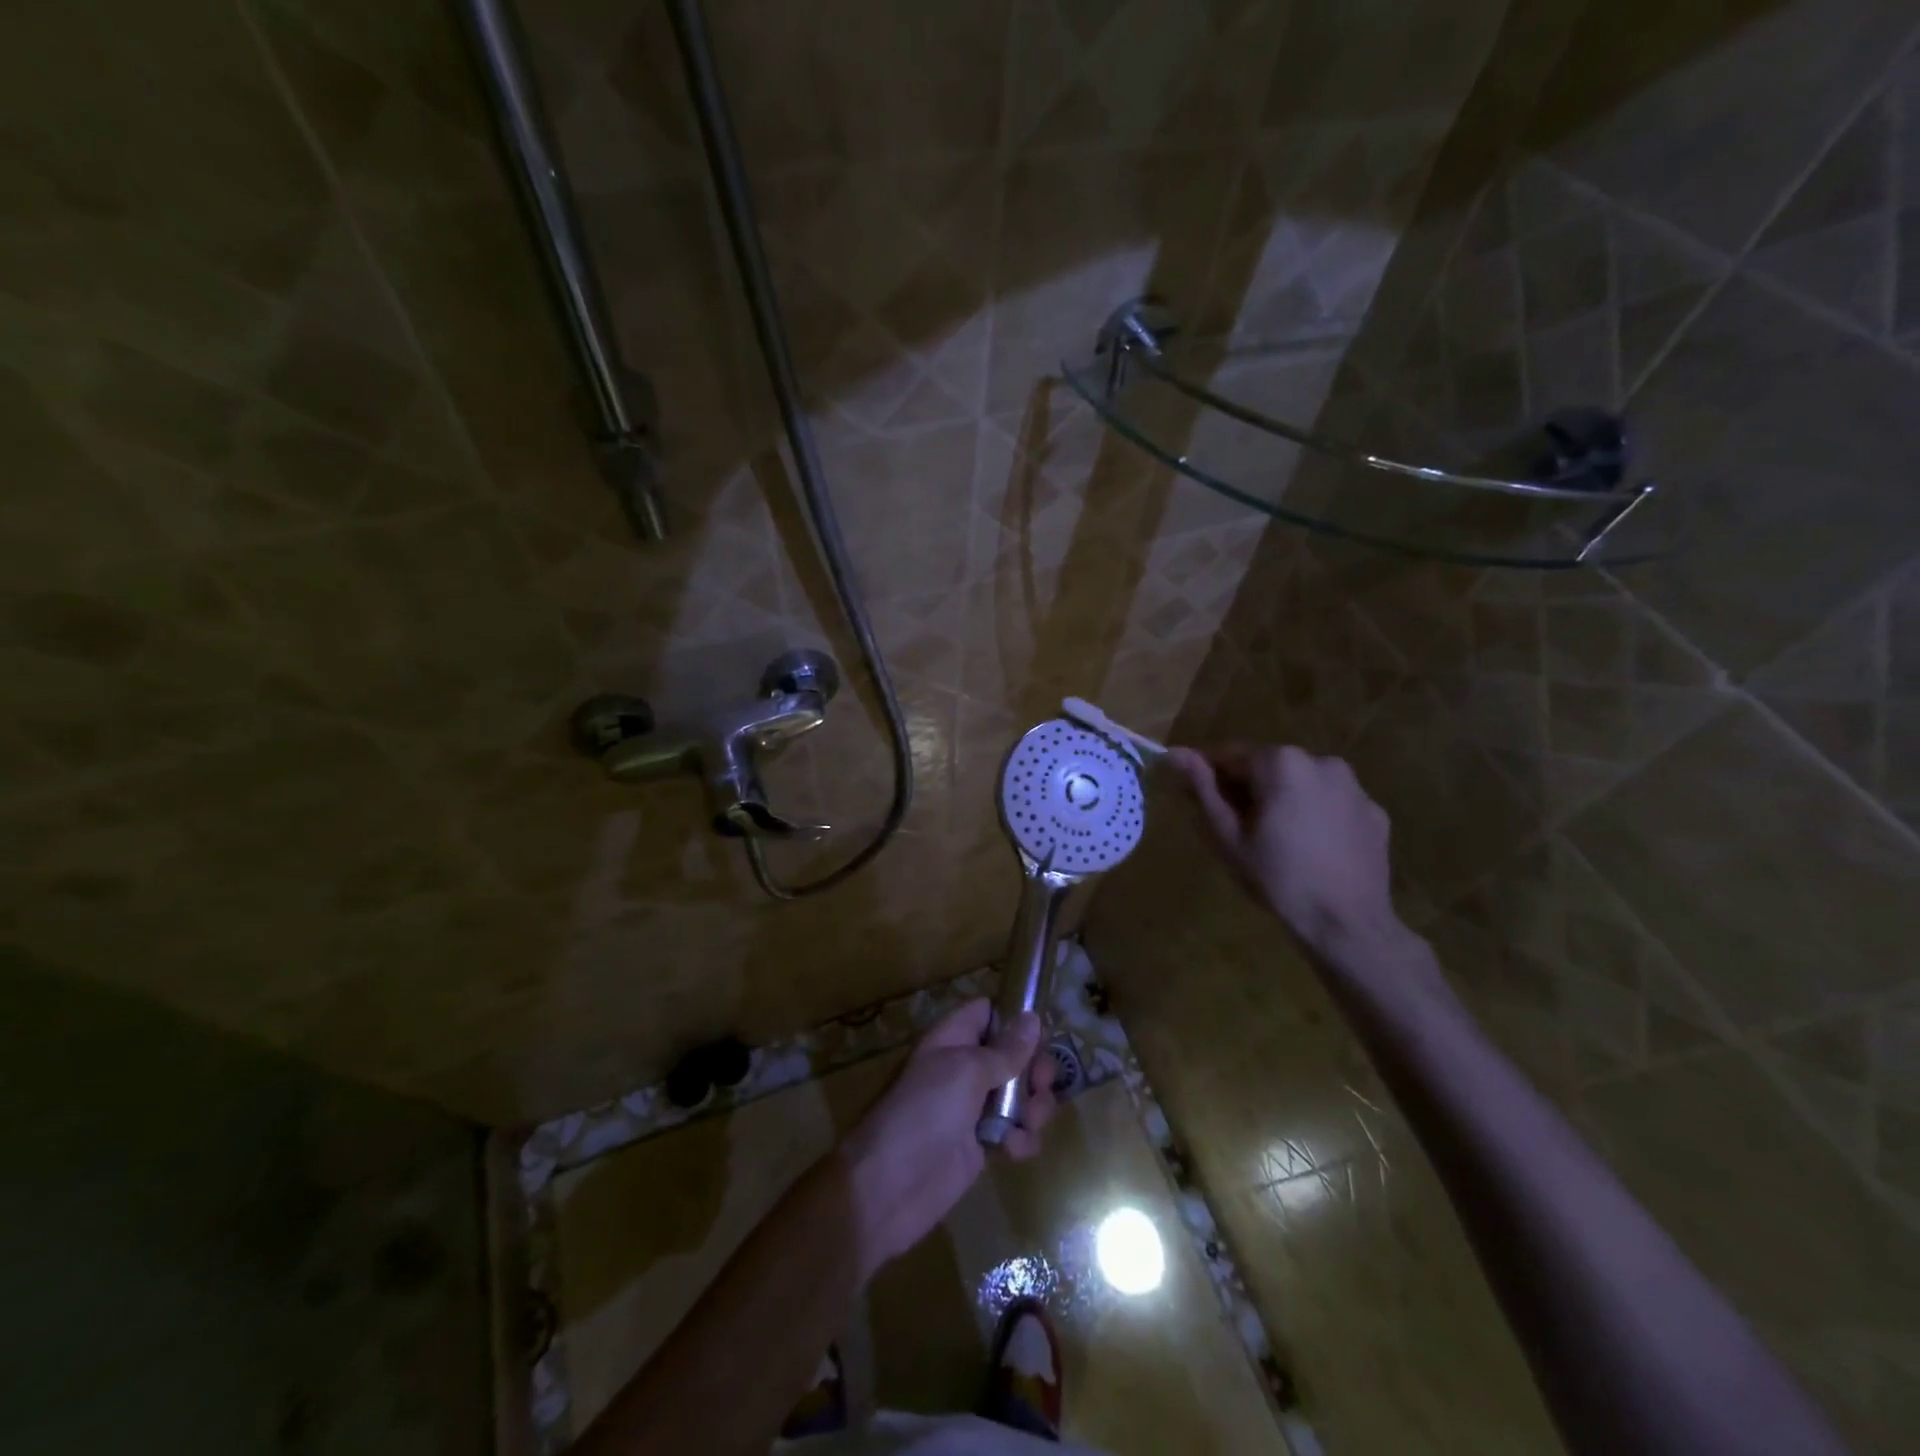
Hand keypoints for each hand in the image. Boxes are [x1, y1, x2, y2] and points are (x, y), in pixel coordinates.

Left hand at [838, 998, 1057, 1275]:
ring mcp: (973, 1108)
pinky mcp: (981, 1145)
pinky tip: (1015, 1150)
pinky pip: (1014, 1132)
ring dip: (1034, 1107)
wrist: (891, 1186)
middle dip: (1034, 1068)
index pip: (987, 1013)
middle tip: (1042, 1084)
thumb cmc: (926, 1112)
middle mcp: (965, 1068)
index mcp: (954, 1039)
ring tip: (1031, 1121)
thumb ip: (1005, 1049)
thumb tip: (1032, 1017)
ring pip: (1019, 1095)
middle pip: (1012, 1055)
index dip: (1014, 1019)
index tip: (1041, 1034)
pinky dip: (1022, 1139)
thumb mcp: (966, 1071)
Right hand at [1168, 744, 1401, 956]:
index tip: (1200, 803)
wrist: (1347, 924)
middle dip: (1250, 789)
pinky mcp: (1375, 812)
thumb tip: (1175, 753)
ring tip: (1278, 841)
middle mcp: (1321, 761)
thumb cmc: (1277, 878)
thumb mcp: (1228, 836)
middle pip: (1270, 767)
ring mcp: (1354, 787)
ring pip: (1303, 784)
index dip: (1211, 778)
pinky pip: (1333, 804)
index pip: (1231, 757)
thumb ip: (1202, 790)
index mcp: (1281, 763)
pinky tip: (1312, 850)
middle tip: (1239, 830)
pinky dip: (1317, 816)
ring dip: (1285, 800)